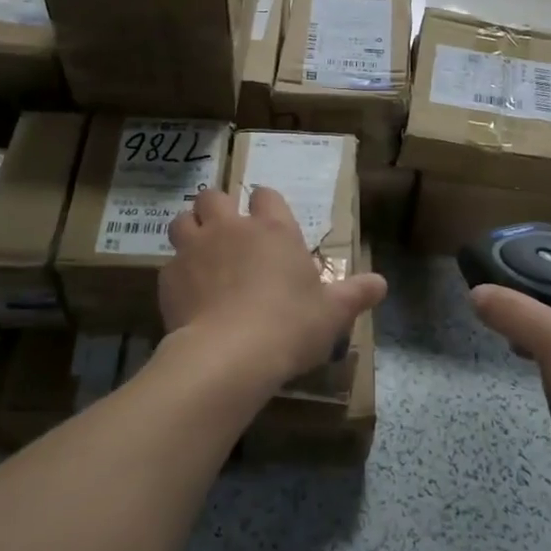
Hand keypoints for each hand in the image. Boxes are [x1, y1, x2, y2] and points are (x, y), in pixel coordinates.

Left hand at [160, 187, 387, 392]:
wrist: (230, 355)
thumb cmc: (290, 326)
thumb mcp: (333, 313)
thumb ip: (356, 294)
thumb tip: (382, 284)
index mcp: (273, 229)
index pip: (266, 195)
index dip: (267, 204)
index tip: (269, 221)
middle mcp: (231, 228)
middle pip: (214, 196)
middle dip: (219, 208)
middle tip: (228, 232)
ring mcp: (195, 249)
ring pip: (182, 220)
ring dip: (191, 230)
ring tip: (200, 253)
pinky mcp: (169, 277)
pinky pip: (169, 264)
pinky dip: (177, 274)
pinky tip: (188, 295)